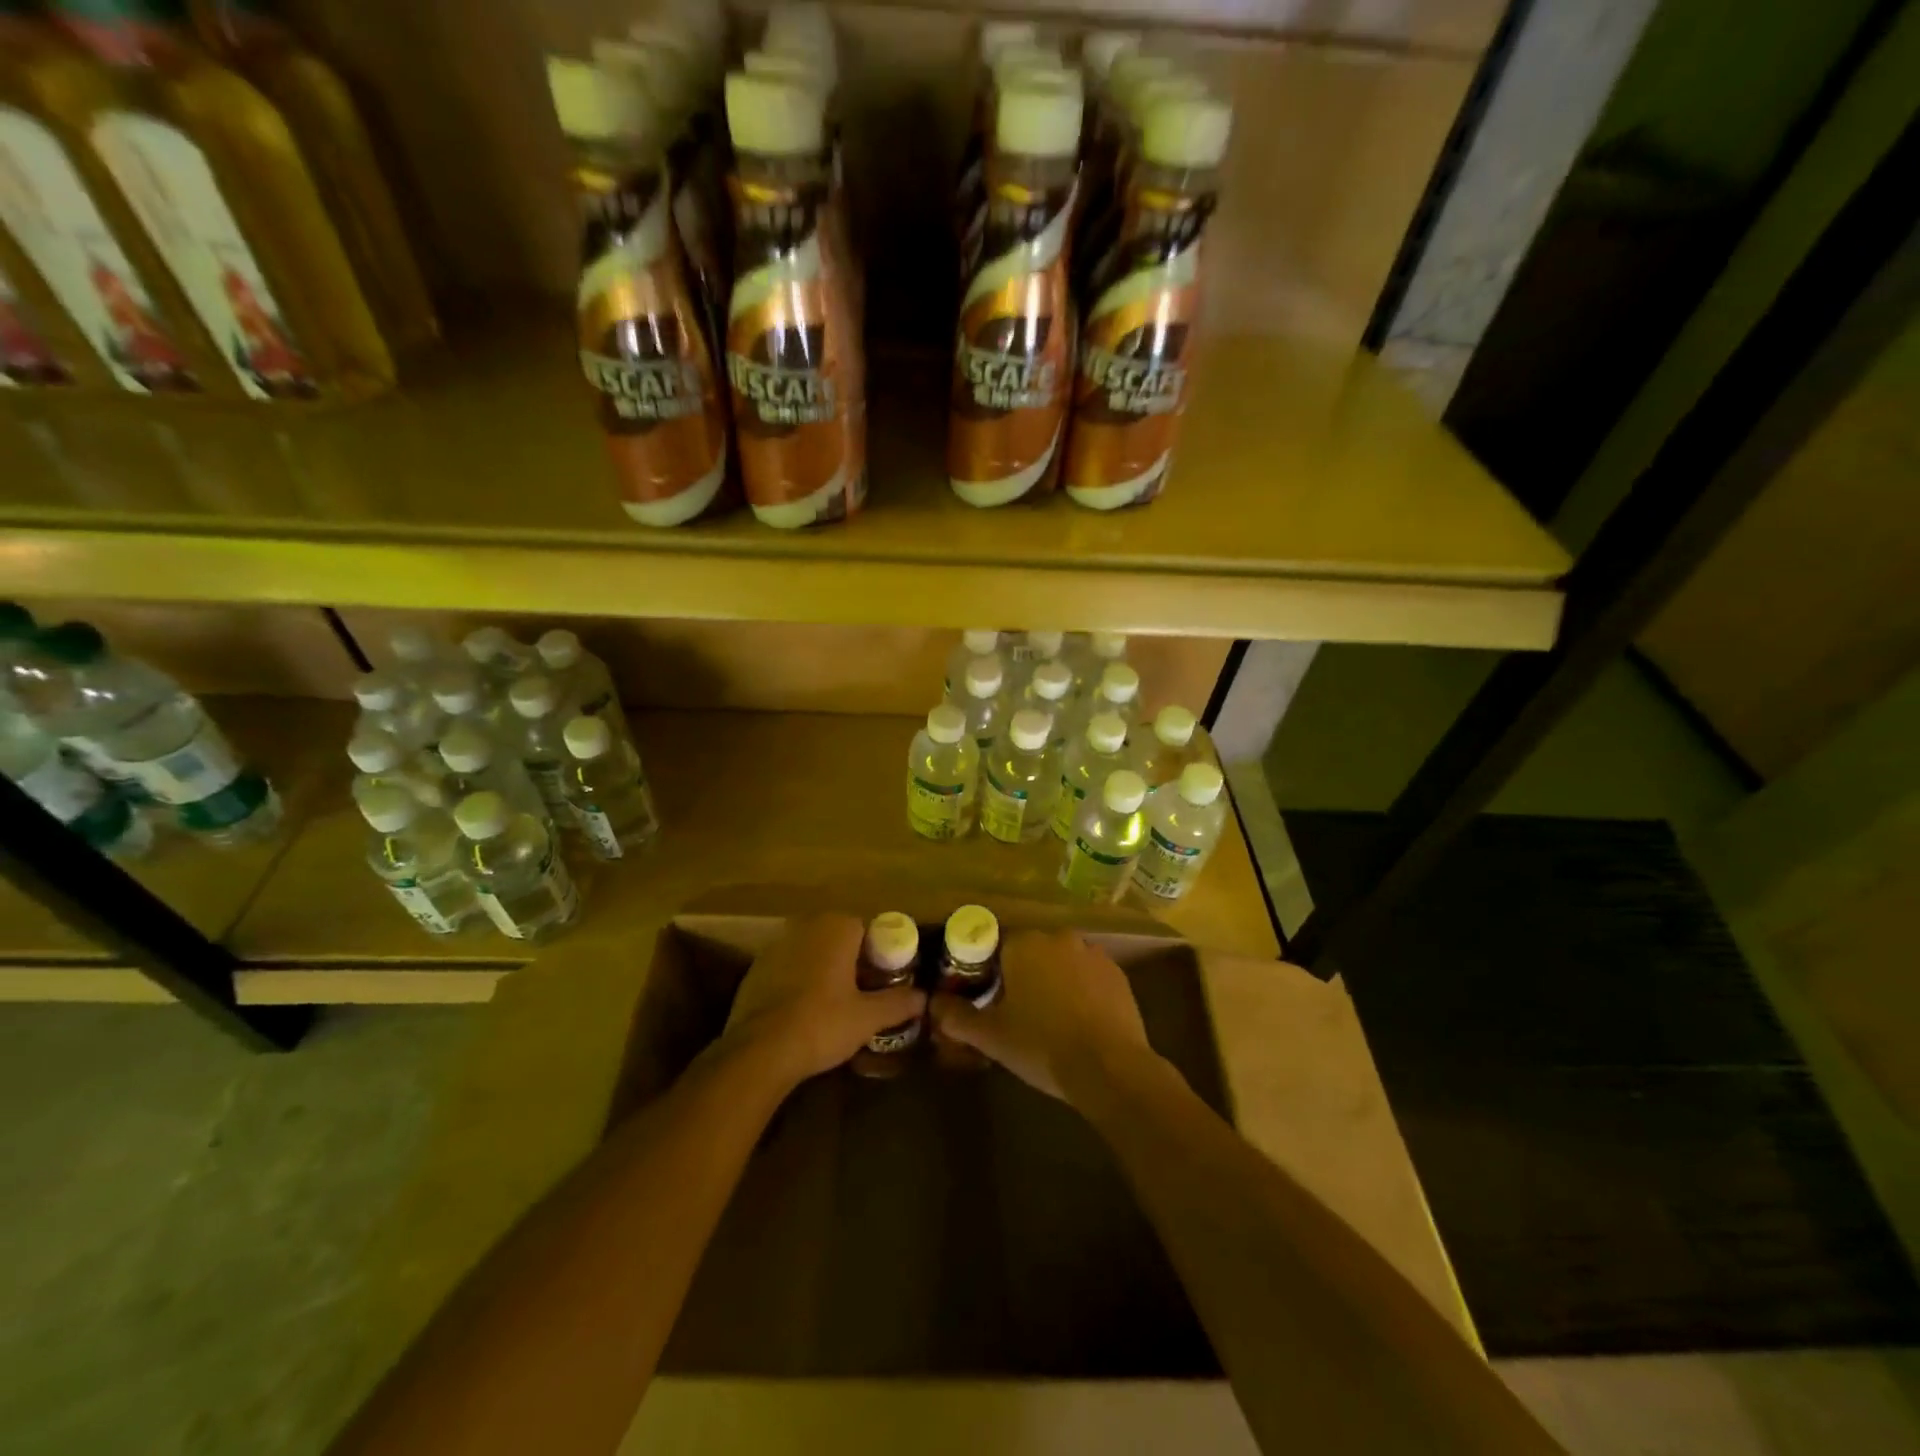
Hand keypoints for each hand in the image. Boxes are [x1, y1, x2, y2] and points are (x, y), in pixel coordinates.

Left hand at [722, 913, 926, 1088]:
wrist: (759, 1051)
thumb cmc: (822, 1023)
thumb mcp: (868, 1018)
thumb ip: (898, 1003)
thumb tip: (923, 998)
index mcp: (836, 927)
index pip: (866, 929)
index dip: (877, 954)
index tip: (882, 981)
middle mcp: (806, 926)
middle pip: (838, 938)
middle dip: (850, 960)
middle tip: (861, 993)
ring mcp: (776, 946)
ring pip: (811, 952)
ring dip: (823, 970)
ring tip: (833, 1005)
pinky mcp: (755, 969)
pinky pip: (787, 968)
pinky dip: (797, 982)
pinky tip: (802, 1012)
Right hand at [930, 928, 1150, 1102]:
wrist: (1109, 1068)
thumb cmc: (1042, 1045)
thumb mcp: (991, 1036)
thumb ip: (957, 1017)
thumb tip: (932, 1004)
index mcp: (1024, 944)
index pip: (996, 946)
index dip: (988, 971)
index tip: (988, 998)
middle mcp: (1058, 938)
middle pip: (1031, 952)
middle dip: (1022, 976)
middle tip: (1016, 1012)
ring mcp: (1092, 953)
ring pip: (1061, 962)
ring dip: (1053, 981)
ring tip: (1050, 1019)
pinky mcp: (1117, 974)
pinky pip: (1088, 976)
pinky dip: (1081, 991)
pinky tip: (1079, 1022)